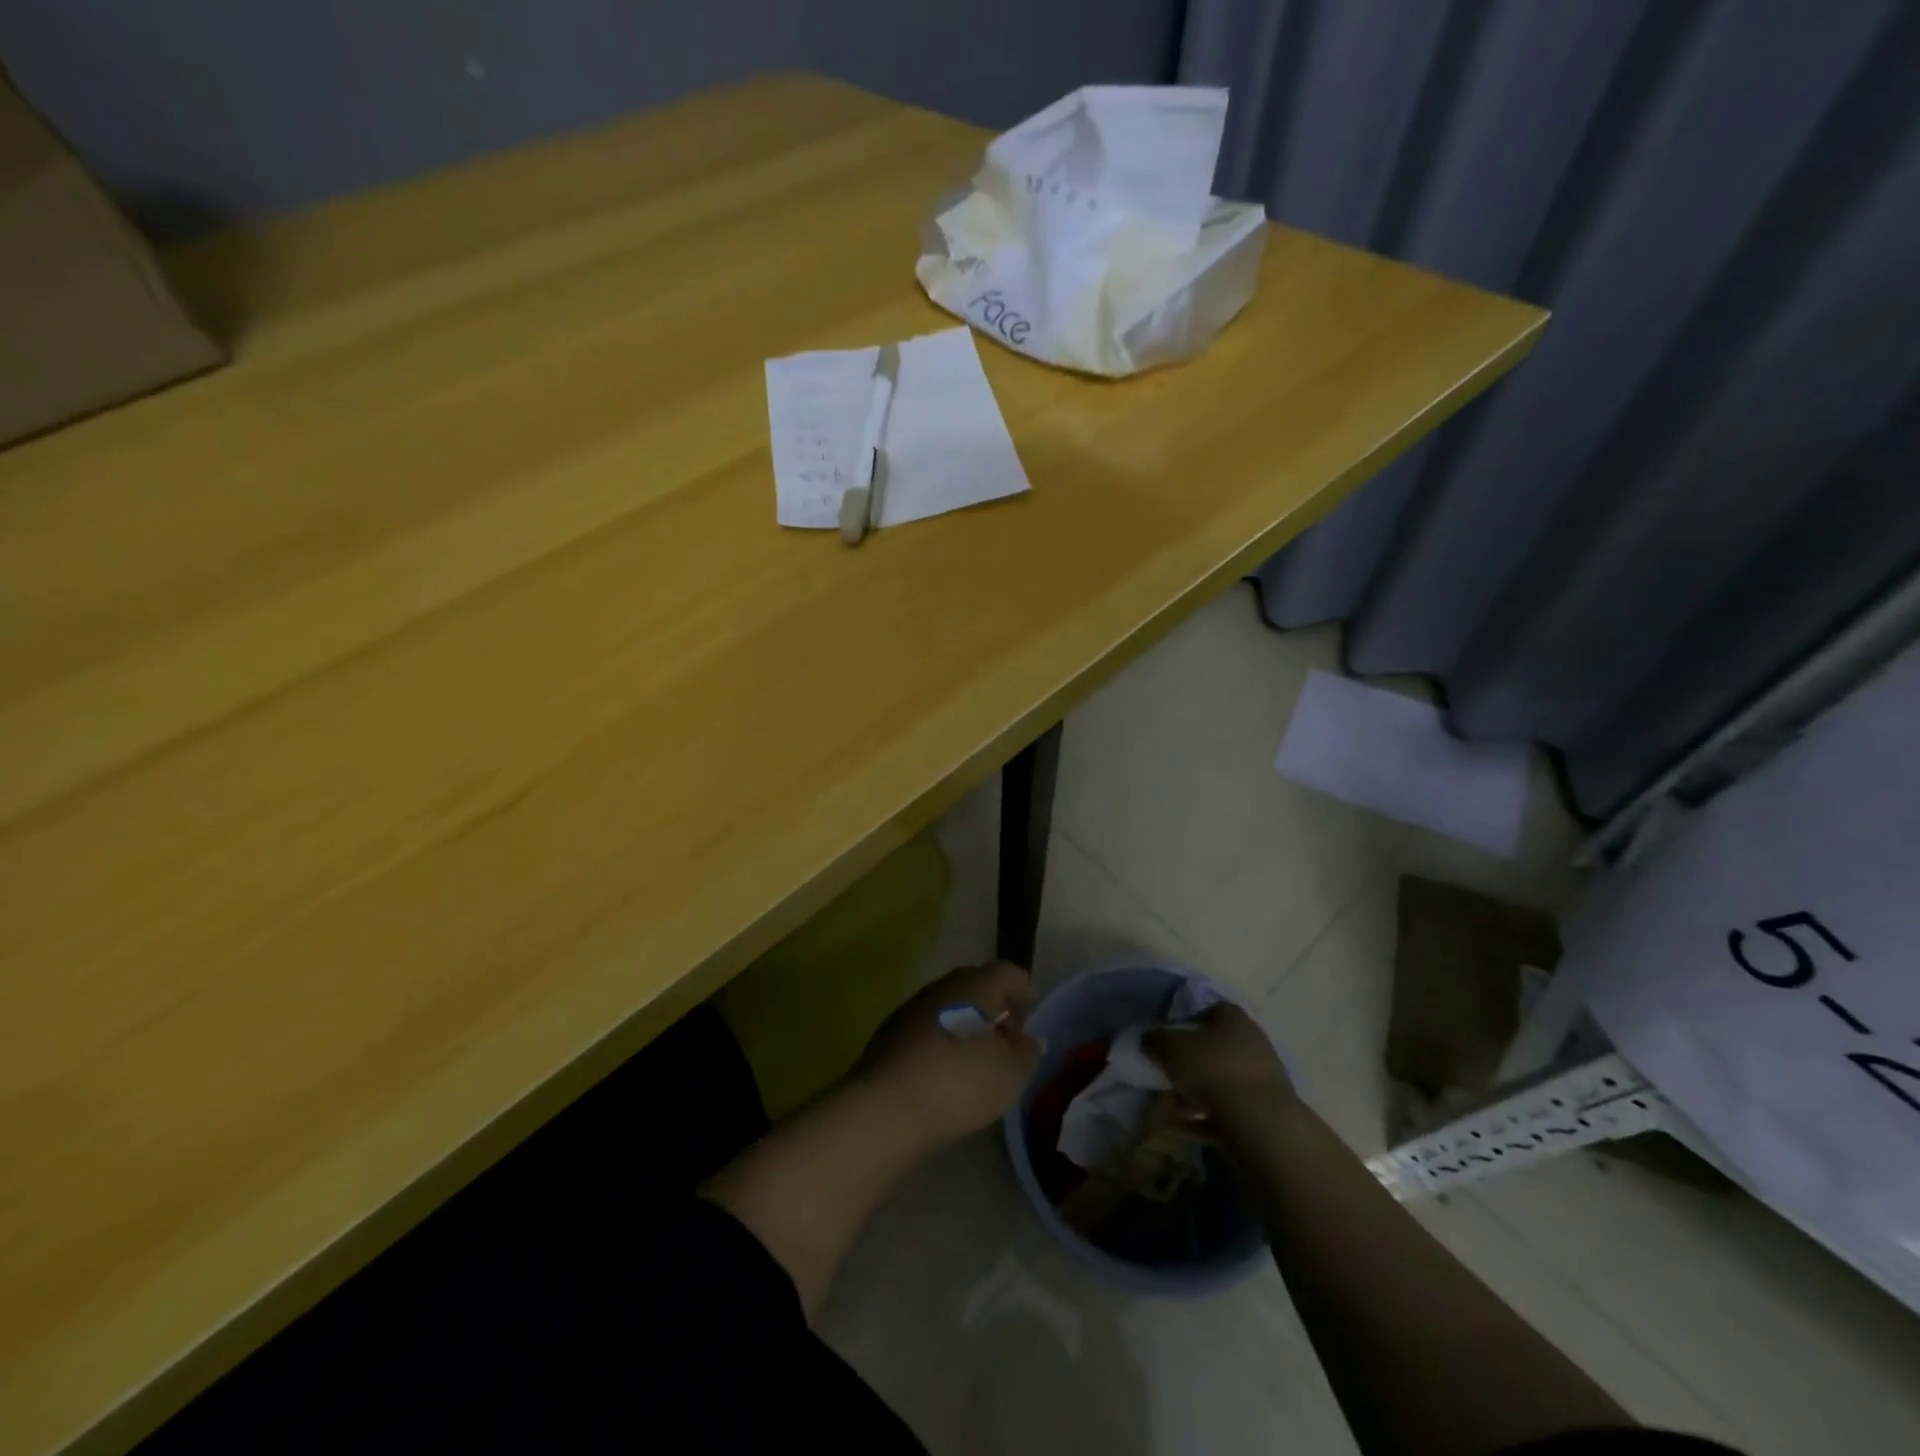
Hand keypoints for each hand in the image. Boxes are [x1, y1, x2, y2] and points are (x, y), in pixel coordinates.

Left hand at [855, 962, 1043, 1147]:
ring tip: (976, 1055)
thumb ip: (1026, 1052)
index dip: (1022, 987)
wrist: (887, 1106)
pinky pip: (925, 1027)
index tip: (1031, 1008)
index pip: (1006, 972)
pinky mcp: (888, 1034)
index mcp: (976, 985)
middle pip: (974, 984)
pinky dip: (940, 1039)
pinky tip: (944, 1069)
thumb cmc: (960, 1082)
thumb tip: (1028, 1039)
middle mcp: (942, 987)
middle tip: (1006, 1033)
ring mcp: (911, 1008)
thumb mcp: (1010, 1073)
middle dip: (992, 1004)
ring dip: (964, 1021)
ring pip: (947, 1004)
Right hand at [1143, 1002, 1294, 1127]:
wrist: (1260, 1123)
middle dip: (1189, 1063)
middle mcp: (1253, 1045)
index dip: (1187, 1022)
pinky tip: (1181, 1128)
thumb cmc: (1213, 1070)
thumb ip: (1155, 1040)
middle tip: (1166, 1074)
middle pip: (1215, 1049)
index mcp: (1234, 1020)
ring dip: (1194, 1093)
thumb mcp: (1171, 1048)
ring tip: (1169, 1107)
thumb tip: (1148, 1039)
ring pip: (1220, 1082)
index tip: (1167, 1040)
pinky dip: (1203, 1118)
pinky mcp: (1263, 1114)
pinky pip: (1226, 1112)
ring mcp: (1261, 1081)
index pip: (1211, 1011)